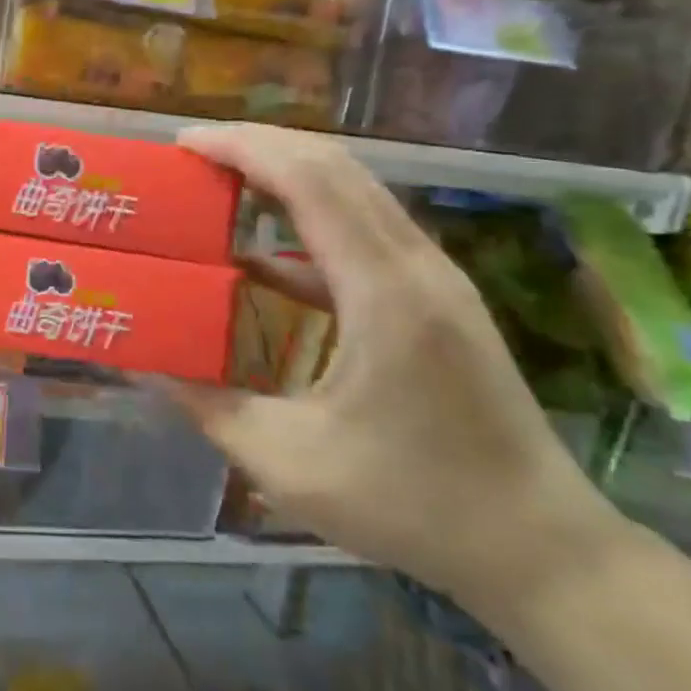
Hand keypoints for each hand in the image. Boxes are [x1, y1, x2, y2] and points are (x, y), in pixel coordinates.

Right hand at [171, 126, 625, 609]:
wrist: (539, 545)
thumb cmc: (413, 504)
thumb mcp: (290, 463)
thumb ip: (210, 408)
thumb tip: (150, 367)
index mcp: (383, 291)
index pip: (310, 182)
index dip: (244, 149)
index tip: (184, 144)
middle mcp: (416, 265)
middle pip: (335, 167)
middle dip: (259, 146)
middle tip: (192, 155)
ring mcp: (435, 278)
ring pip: (355, 191)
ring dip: (286, 174)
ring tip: (221, 183)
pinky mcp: (437, 298)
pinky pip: (366, 230)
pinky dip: (310, 221)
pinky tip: (265, 258)